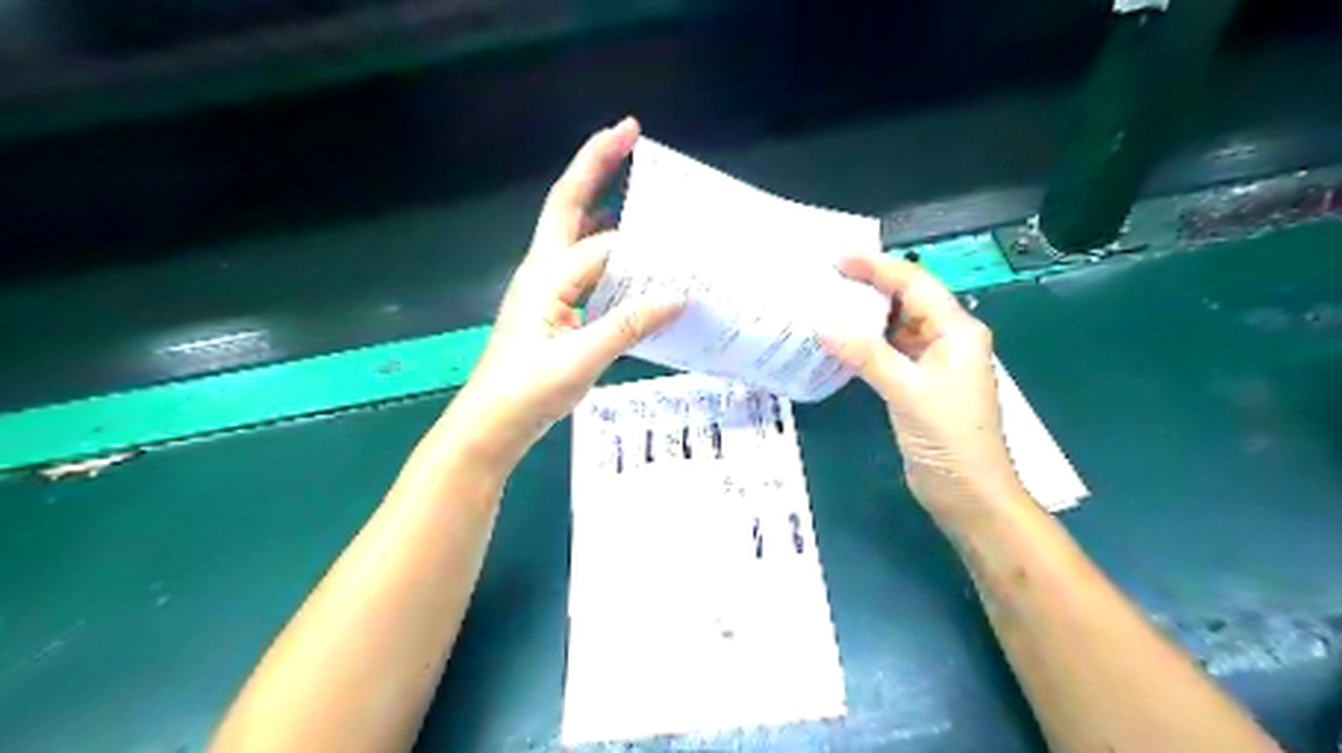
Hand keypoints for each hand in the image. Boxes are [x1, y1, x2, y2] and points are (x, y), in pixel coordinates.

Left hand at [448, 119, 684, 467]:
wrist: (493, 423)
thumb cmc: (528, 390)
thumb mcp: (581, 358)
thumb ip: (629, 324)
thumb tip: (680, 295)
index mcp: (547, 275)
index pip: (604, 245)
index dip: (643, 243)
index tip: (684, 239)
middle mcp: (545, 270)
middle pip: (569, 204)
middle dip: (597, 164)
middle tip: (630, 131)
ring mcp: (548, 288)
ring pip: (578, 233)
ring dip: (603, 204)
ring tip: (638, 188)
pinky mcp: (556, 308)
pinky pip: (587, 266)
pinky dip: (609, 252)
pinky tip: (632, 261)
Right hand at [824, 249, 1022, 520]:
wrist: (968, 493)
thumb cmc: (949, 438)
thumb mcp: (908, 391)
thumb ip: (867, 356)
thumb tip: (823, 328)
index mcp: (957, 331)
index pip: (915, 284)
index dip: (877, 268)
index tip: (838, 259)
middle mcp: (947, 340)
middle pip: (906, 302)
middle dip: (869, 288)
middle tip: (826, 280)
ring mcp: (933, 364)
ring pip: (896, 329)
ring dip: (865, 318)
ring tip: (826, 306)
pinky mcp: (918, 386)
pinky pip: (890, 354)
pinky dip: (865, 346)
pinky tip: (840, 344)